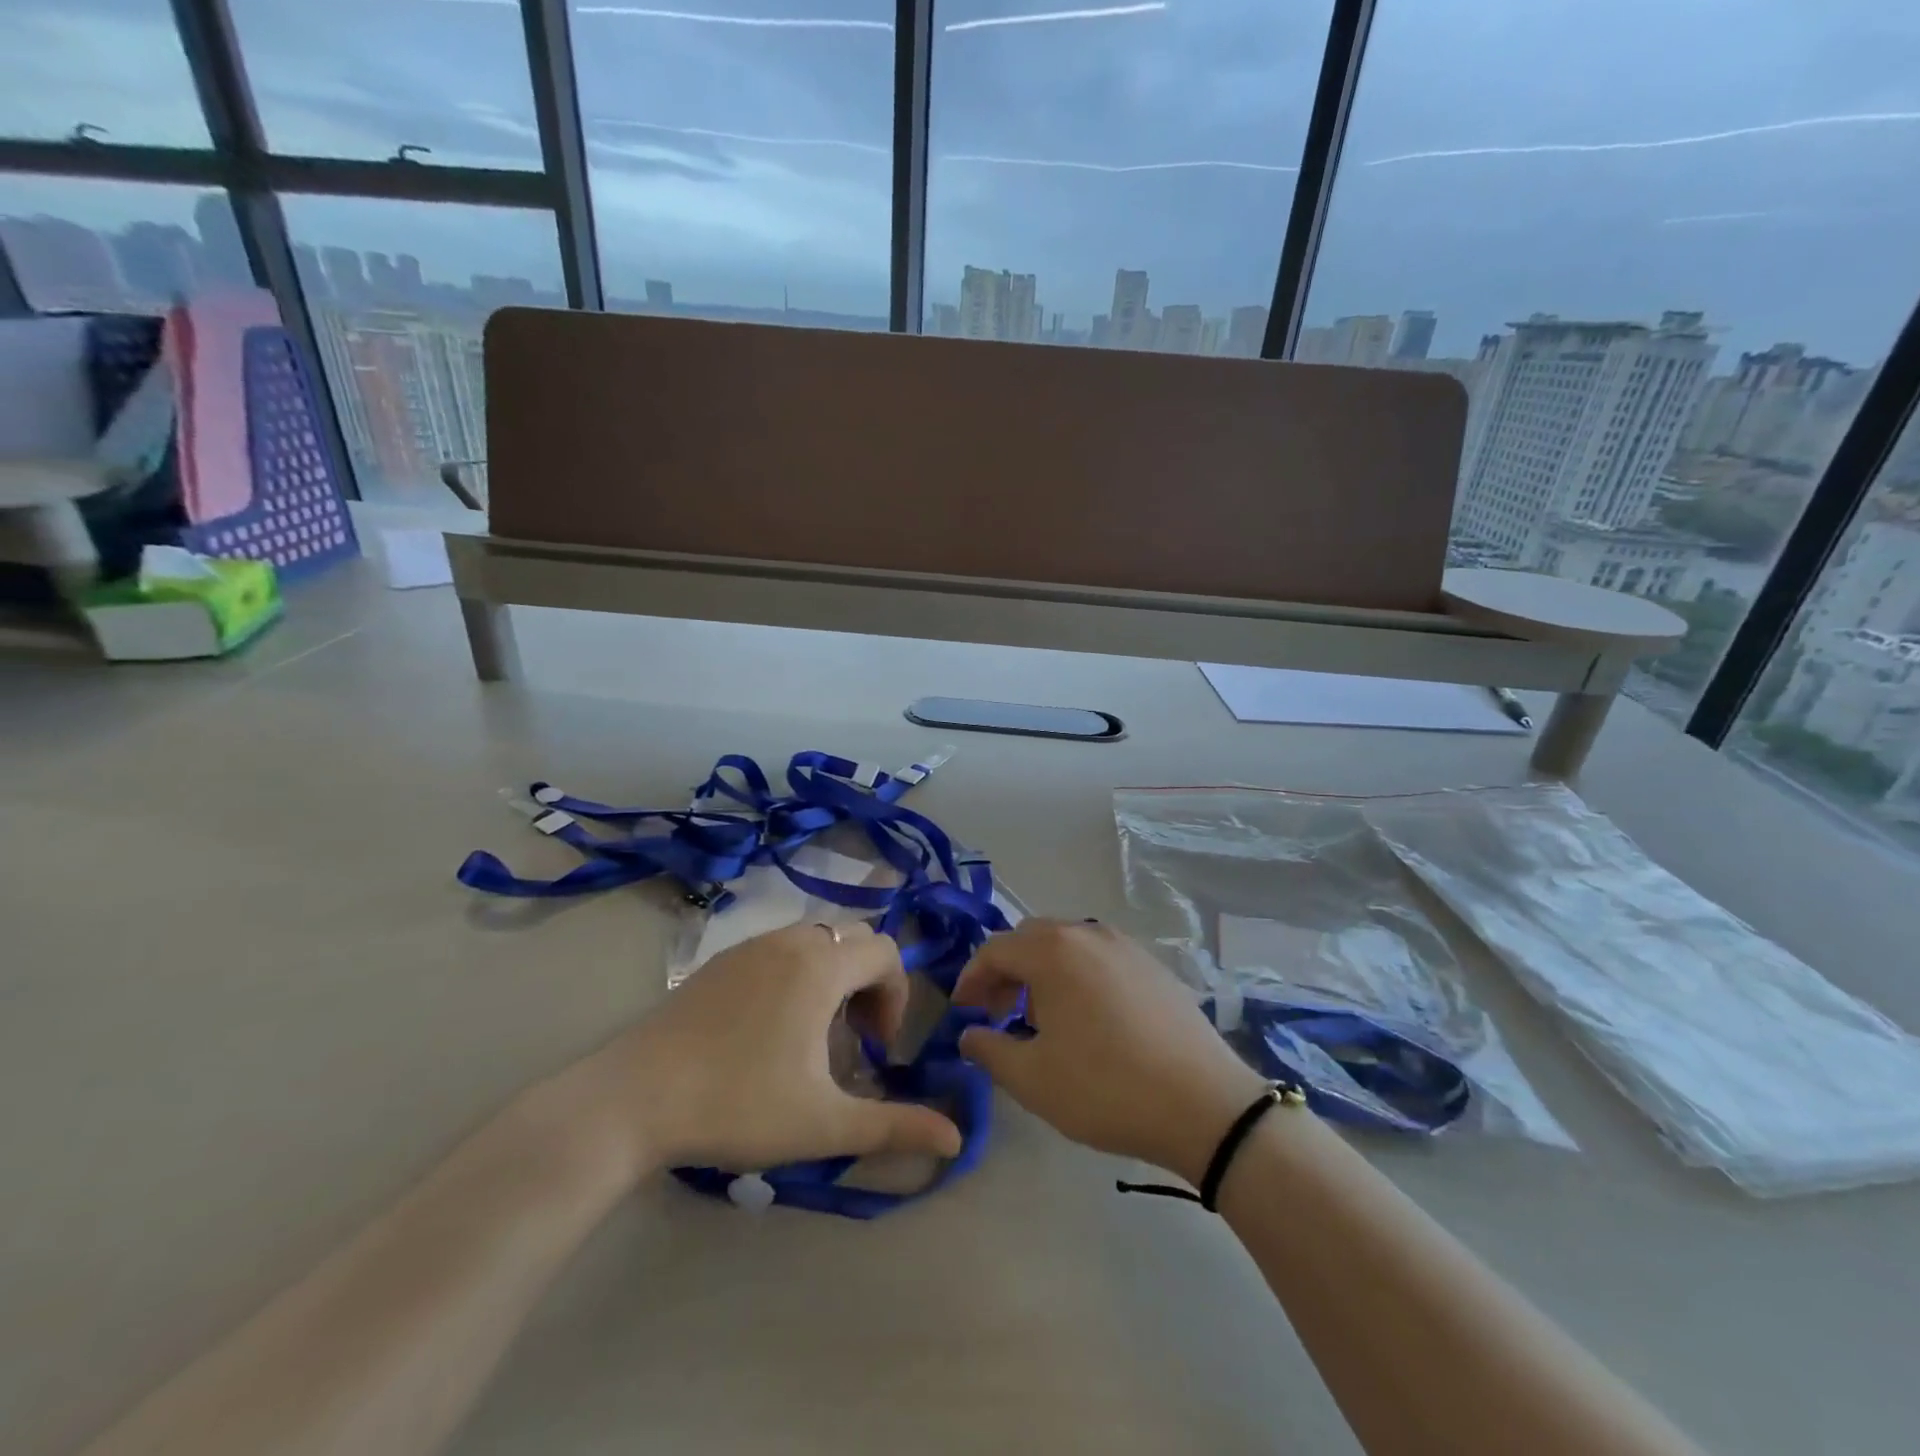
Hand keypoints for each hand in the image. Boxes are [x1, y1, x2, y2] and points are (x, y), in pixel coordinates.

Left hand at [573, 922, 963, 1178]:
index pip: (886, 952)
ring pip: (814, 941)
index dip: (896, 997)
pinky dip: (796, 974)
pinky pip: (778, 949)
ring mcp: (749, 947)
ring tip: (816, 1034)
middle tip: (854, 1040)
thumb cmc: (738, 1105)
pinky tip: (771, 1029)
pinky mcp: (718, 962)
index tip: (877, 1050)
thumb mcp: (824, 1123)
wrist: (632, 1100)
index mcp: (820, 966)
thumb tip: (956, 1138)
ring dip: (833, 977)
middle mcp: (789, 941)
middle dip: (868, 984)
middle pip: (853, 940)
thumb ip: (894, 1126)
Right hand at [953, 920, 1266, 1183]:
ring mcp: (1125, 946)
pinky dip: (1076, 977)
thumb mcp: (1033, 1079)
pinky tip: (1086, 1020)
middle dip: (1005, 973)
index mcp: (1053, 950)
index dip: (971, 979)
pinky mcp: (1153, 966)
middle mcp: (1087, 933)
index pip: (994, 949)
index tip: (962, 1012)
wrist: (1204, 1104)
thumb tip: (969, 1034)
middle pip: (1030, 940)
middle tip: (997, 1014)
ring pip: (1066, 946)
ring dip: (1041, 974)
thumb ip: (989, 1050)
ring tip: (1040, 1019)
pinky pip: (1098, 959)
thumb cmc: (1106, 1088)